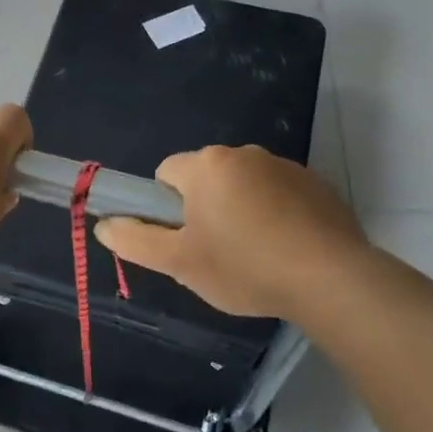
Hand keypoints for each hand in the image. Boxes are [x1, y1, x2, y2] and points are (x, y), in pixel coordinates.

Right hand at [94, 146, 370, 320]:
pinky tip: (286, 249)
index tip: (184, 239)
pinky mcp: (316, 183)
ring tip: (256, 256)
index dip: (166, 208)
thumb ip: (135, 241)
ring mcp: (284, 165)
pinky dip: (276, 214)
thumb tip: (102, 224)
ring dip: (241, 210)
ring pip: (244, 185)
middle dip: (205, 208)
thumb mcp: (180, 263)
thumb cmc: (244, 267)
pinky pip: (279, 193)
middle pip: (206, 178)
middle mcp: (242, 153)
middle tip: (217, 253)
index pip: (166, 174)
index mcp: (206, 165)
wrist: (330, 278)